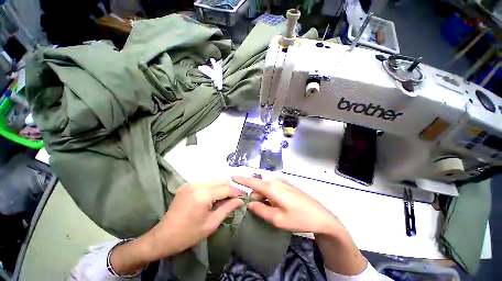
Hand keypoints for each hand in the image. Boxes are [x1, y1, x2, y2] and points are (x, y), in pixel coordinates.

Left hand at [111, 179, 243, 274]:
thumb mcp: (211, 224)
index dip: (237, 192)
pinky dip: (213, 186)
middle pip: (221, 180)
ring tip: (225, 197)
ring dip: (222, 186)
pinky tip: (213, 196)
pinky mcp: (187, 185)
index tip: (244, 196)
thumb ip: (228, 208)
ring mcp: (191, 183)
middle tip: (235, 198)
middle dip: (230, 188)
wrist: (163, 237)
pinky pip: (206, 181)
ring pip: (214, 179)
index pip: (226, 188)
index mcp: (203, 195)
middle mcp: (197, 184)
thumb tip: (240, 200)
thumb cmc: (188, 234)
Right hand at [232, 176, 367, 275]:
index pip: (252, 181)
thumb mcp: (277, 219)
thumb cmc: (299, 218)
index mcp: (272, 187)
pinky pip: (273, 188)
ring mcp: (282, 182)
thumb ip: (260, 210)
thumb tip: (250, 204)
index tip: (231, 177)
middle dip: (255, 197)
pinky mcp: (287, 185)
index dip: (241, 179)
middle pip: (258, 187)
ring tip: (271, 211)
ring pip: (265, 188)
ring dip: (263, 198)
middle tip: (260, 211)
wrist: (321, 216)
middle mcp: (276, 181)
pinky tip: (276, 206)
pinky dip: (269, 196)